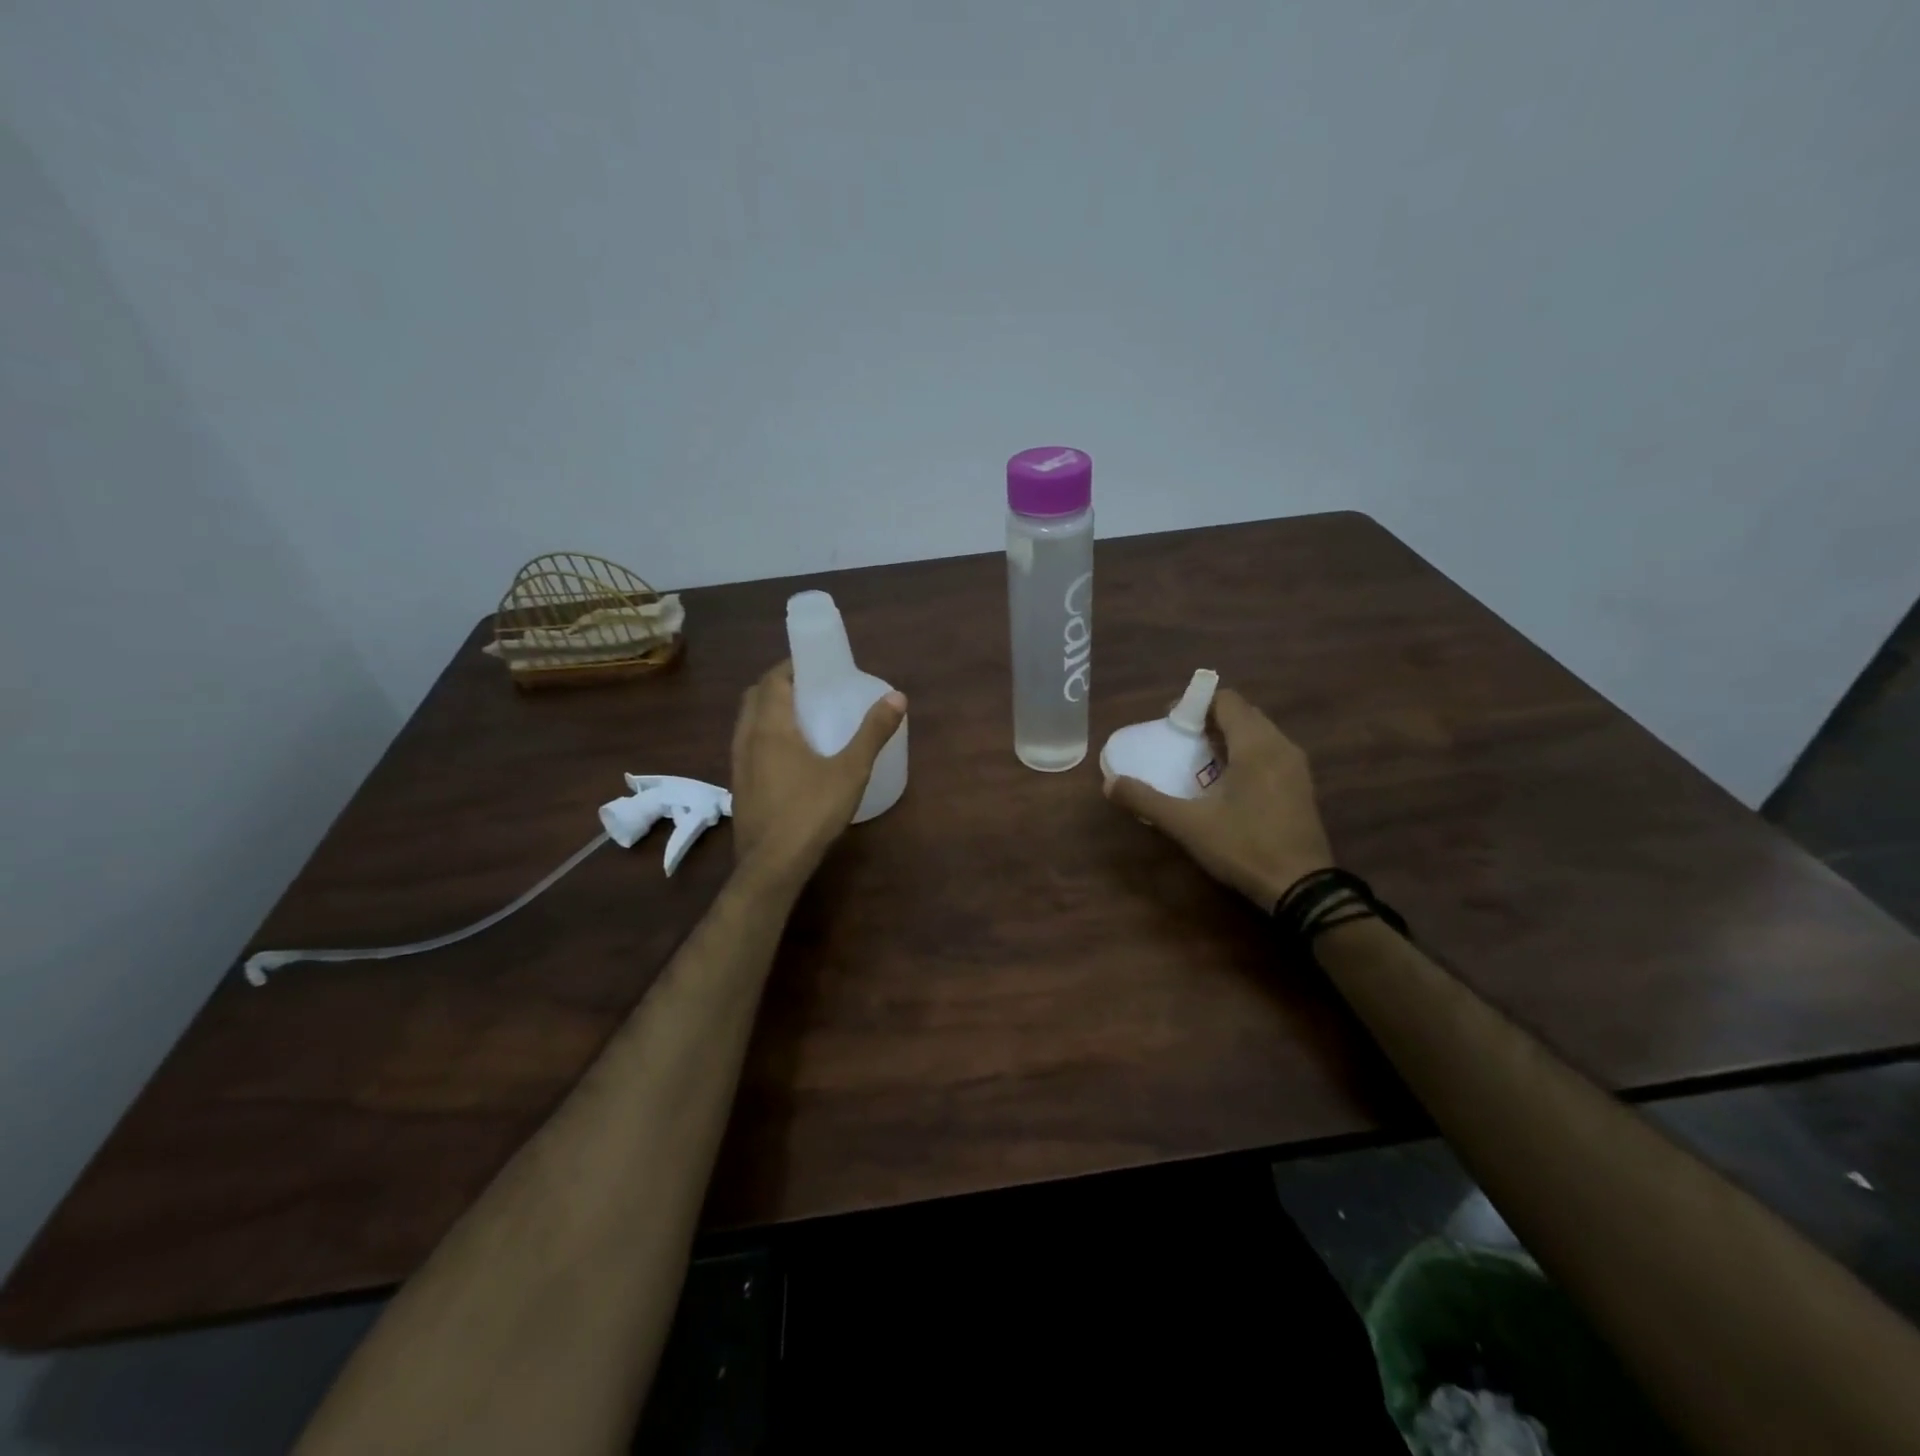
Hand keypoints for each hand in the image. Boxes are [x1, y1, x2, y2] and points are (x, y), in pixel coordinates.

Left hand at [730, 661, 906, 881]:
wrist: (772, 865)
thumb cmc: (811, 812)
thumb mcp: (851, 771)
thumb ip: (873, 732)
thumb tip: (897, 697)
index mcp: (770, 726)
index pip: (773, 679)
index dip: (792, 666)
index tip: (816, 666)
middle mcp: (747, 738)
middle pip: (756, 697)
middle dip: (780, 686)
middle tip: (811, 690)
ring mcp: (738, 764)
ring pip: (748, 722)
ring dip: (769, 711)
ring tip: (802, 719)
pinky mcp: (739, 786)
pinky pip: (748, 746)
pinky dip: (764, 736)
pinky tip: (790, 756)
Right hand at [1103, 687, 1333, 910]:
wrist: (1302, 888)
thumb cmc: (1244, 846)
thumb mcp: (1187, 825)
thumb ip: (1147, 800)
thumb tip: (1110, 784)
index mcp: (1255, 745)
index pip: (1226, 700)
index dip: (1195, 703)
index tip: (1171, 724)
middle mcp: (1280, 745)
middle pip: (1242, 713)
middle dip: (1210, 720)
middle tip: (1182, 742)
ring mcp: (1296, 766)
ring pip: (1259, 734)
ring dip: (1229, 738)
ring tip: (1201, 762)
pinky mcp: (1302, 786)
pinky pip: (1271, 753)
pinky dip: (1247, 755)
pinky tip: (1228, 785)